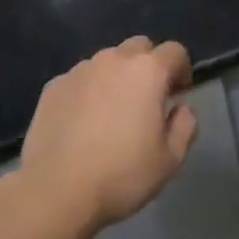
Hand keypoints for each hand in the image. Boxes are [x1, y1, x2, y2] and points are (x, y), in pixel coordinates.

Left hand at [20, 36, 198, 231]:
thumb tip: (181, 108)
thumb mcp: (170, 159)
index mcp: (147, 71)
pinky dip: (88, 92)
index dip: (182, 70)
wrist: (56, 191)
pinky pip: (80, 80)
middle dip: (148, 66)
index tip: (178, 94)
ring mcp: (79, 71)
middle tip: (147, 100)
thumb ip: (185, 126)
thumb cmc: (121, 174)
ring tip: (112, 113)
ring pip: (107, 62)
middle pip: (139, 48)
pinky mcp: (53, 87)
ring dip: (116, 77)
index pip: (175, 52)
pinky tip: (82, 123)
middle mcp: (113, 60)